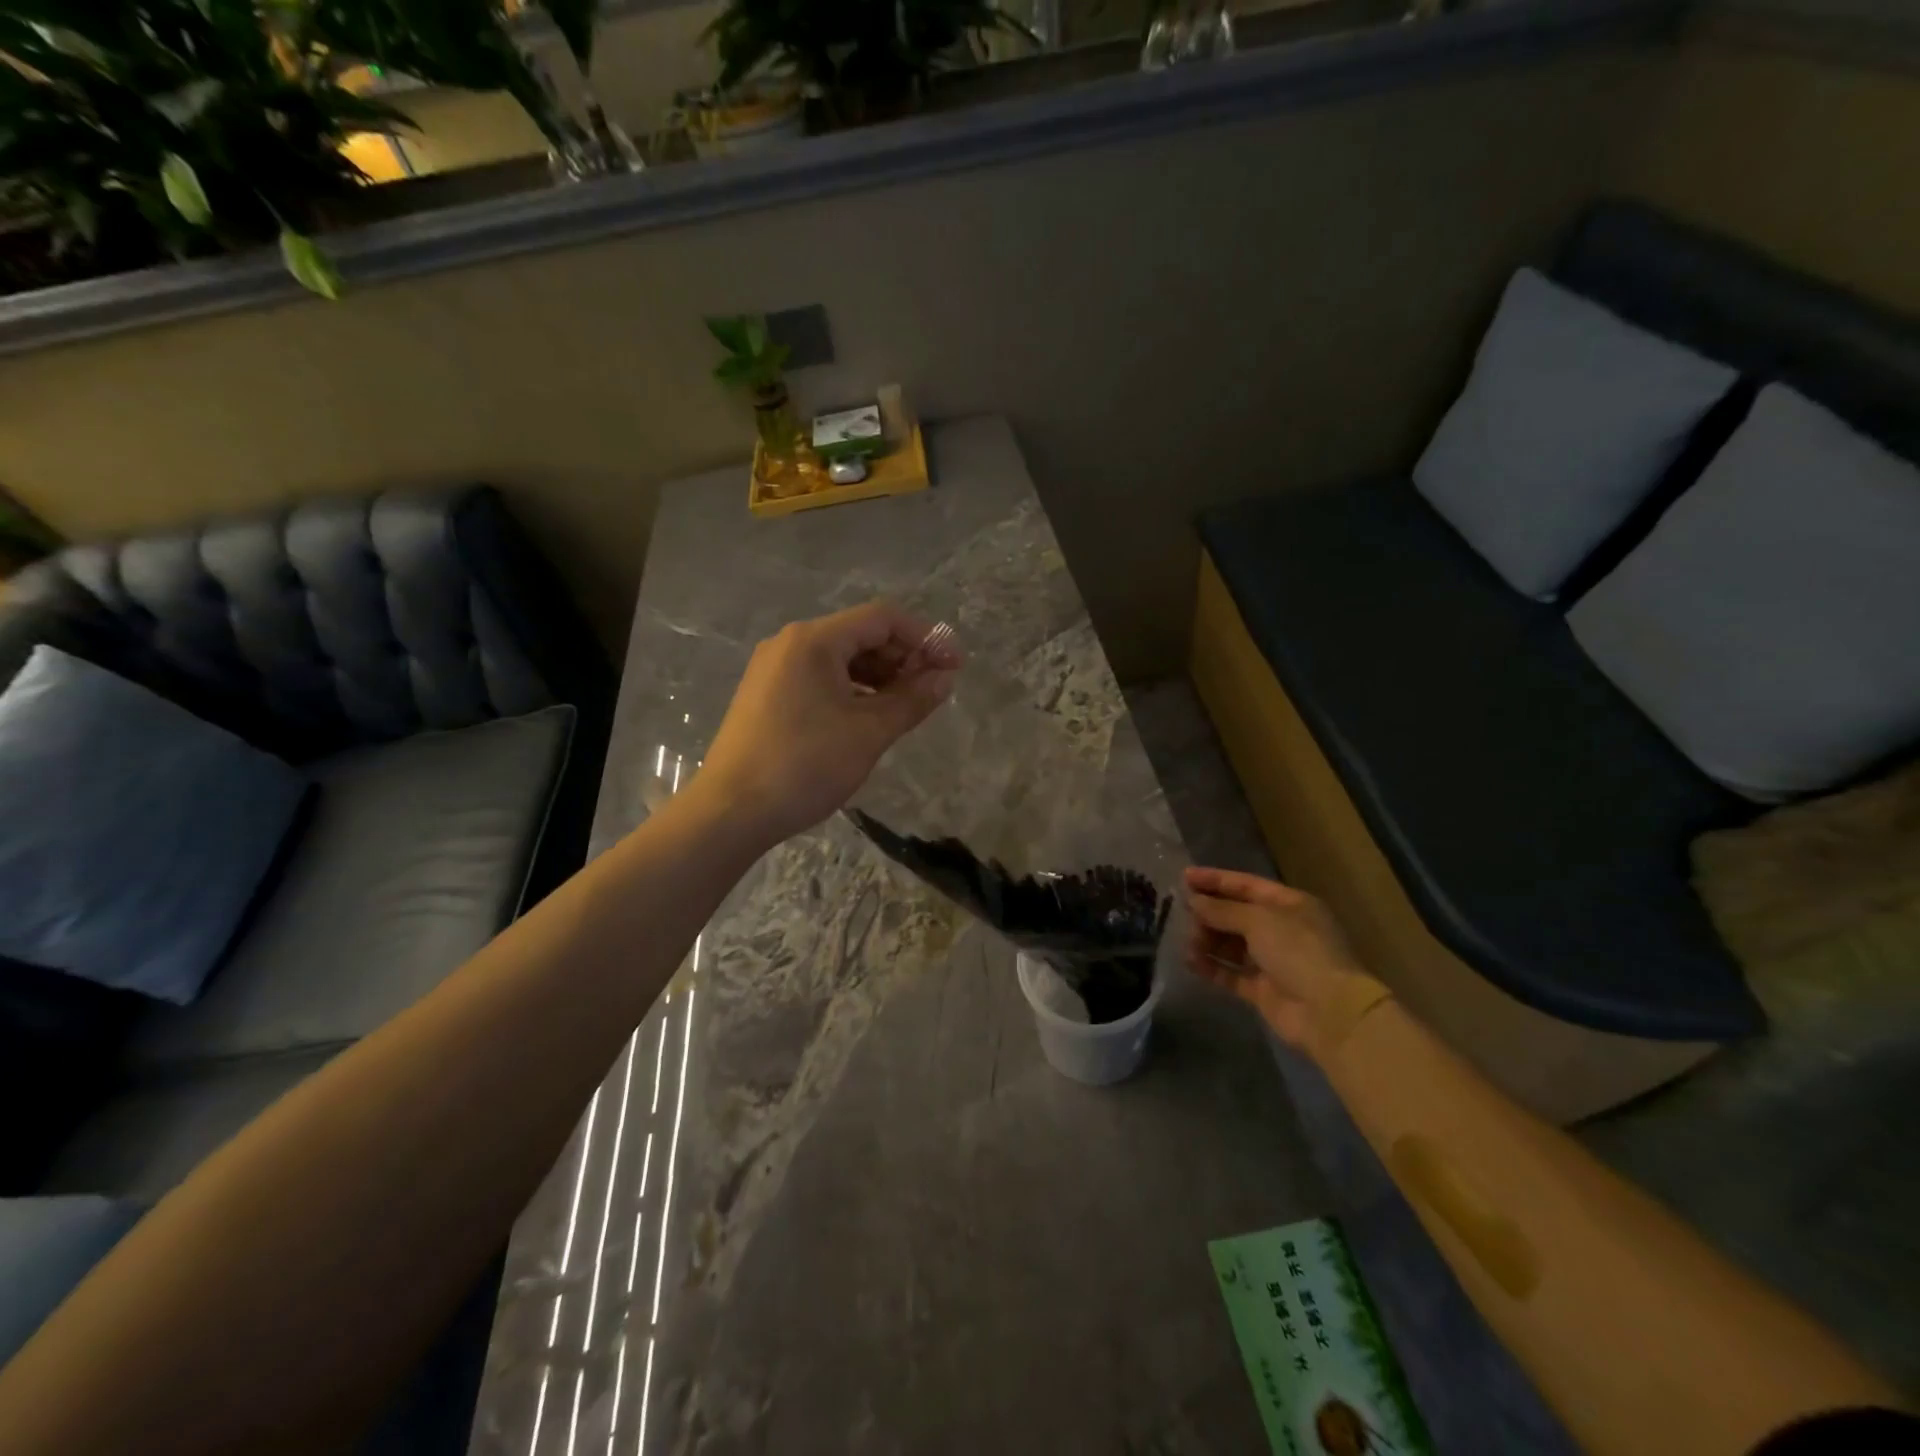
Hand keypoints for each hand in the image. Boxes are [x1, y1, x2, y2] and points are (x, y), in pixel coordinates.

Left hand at [696, 602, 961, 846]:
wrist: (730, 811)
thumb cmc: (804, 766)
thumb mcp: (868, 733)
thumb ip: (912, 700)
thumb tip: (945, 678)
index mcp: (814, 640)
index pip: (883, 618)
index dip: (925, 637)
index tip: (955, 666)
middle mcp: (791, 643)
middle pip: (861, 634)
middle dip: (903, 657)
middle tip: (934, 689)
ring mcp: (775, 669)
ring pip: (841, 659)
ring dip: (880, 676)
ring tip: (908, 706)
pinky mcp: (768, 695)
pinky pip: (821, 678)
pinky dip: (853, 690)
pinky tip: (871, 716)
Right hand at [1185, 867, 1372, 1053]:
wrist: (1328, 1012)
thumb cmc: (1298, 951)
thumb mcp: (1258, 920)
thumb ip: (1222, 910)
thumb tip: (1193, 901)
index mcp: (1289, 905)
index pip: (1246, 885)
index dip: (1215, 880)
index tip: (1184, 877)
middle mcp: (1281, 929)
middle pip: (1236, 915)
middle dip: (1208, 914)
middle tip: (1183, 915)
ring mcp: (1273, 961)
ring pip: (1231, 944)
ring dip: (1207, 941)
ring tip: (1188, 944)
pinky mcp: (1263, 990)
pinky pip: (1231, 973)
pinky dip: (1211, 967)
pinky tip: (1191, 963)